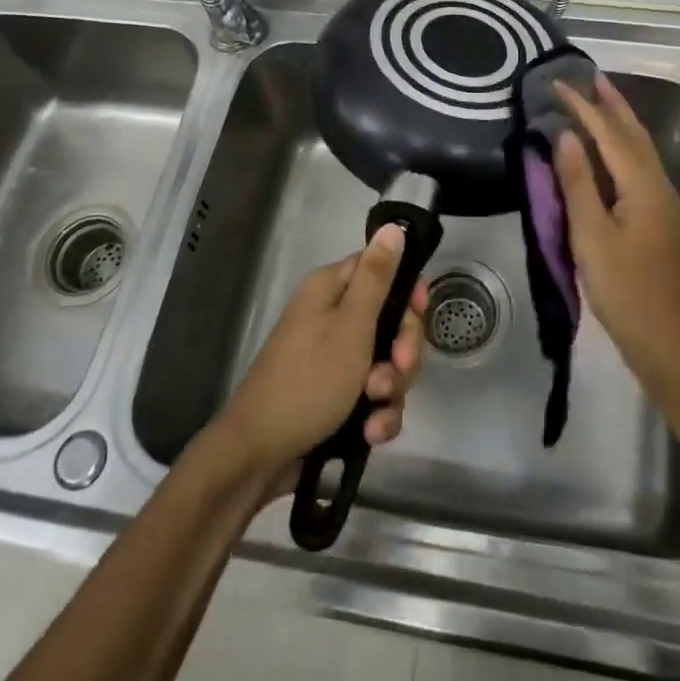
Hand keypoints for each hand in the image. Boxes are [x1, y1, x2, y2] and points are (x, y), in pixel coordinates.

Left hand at [217, 225, 426, 482]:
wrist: (261, 453)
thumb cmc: (309, 379)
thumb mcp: (351, 325)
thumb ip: (377, 277)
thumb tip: (392, 227)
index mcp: (331, 290)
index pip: (380, 270)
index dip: (406, 291)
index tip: (419, 312)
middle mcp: (333, 318)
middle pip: (390, 320)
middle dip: (402, 350)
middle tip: (397, 368)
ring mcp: (335, 360)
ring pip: (387, 362)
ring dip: (391, 388)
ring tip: (375, 408)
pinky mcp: (338, 397)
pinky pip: (374, 397)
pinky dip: (378, 414)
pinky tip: (371, 434)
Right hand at [553, 78, 679, 388]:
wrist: (670, 343)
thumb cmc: (625, 290)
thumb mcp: (591, 236)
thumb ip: (578, 183)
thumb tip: (566, 135)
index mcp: (643, 185)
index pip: (609, 133)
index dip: (583, 106)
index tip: (557, 83)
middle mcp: (660, 185)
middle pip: (634, 134)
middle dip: (612, 104)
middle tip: (590, 77)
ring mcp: (665, 204)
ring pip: (641, 150)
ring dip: (620, 123)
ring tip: (600, 102)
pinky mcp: (662, 221)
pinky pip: (641, 168)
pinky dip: (623, 148)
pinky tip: (611, 153)